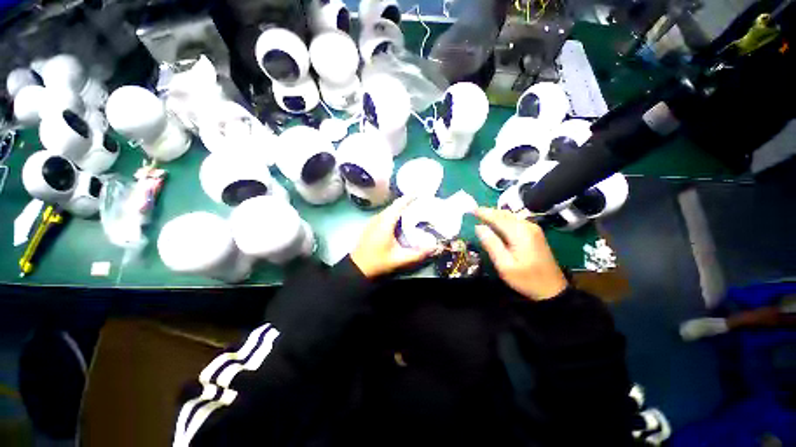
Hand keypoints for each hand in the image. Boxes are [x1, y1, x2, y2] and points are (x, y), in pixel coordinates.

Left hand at [351, 197, 434, 278]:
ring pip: (389, 209)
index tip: (420, 191)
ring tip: (414, 208)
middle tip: (421, 201)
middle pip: (395, 205)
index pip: (399, 204)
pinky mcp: (371, 225)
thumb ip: (417, 254)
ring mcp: (373, 221)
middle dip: (407, 201)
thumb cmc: (377, 262)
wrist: (357, 267)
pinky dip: (394, 213)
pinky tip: (401, 219)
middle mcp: (378, 218)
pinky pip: (385, 214)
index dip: (409, 197)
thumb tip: (434, 247)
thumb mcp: (399, 259)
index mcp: (385, 223)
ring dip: (401, 207)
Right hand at [474, 208, 566, 300]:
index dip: (483, 212)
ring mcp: (533, 229)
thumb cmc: (526, 279)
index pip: (498, 217)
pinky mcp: (534, 233)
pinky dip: (503, 219)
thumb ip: (491, 244)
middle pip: (505, 214)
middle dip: (488, 211)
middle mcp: (528, 227)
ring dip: (495, 215)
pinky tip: (496, 223)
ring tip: (481, 216)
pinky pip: (515, 221)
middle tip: (473, 212)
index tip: (470, 210)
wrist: (553, 289)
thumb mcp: (505, 265)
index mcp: (520, 233)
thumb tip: (479, 227)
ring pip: (510, 216)